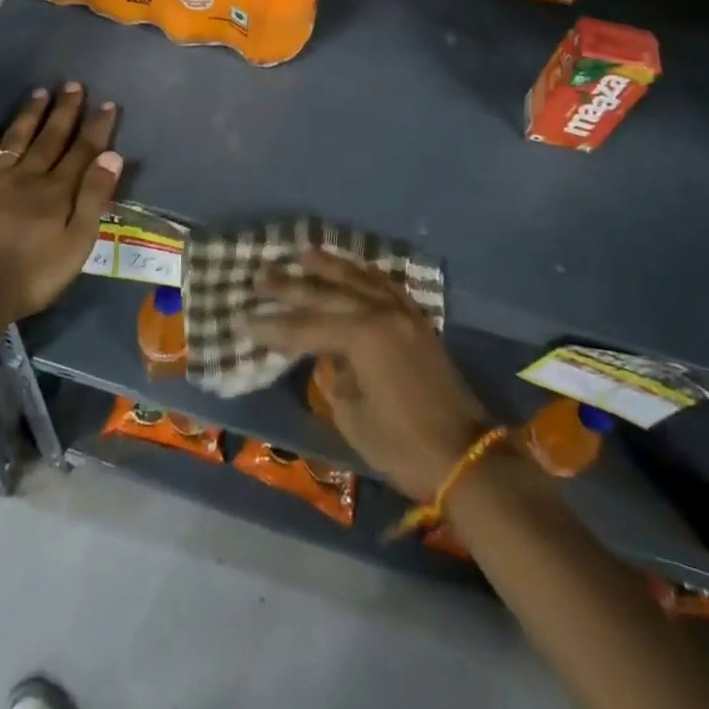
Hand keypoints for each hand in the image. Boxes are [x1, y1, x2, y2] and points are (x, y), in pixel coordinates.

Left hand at [0, 84, 122, 321]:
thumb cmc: (35, 274)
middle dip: (64, 111)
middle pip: (50, 138)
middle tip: (72, 84)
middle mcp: (28, 177)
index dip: (96, 127)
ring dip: (29, 116)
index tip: (107, 103)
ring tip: (39, 92)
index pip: (82, 151)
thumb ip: (95, 197)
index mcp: (58, 191)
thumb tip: (112, 155)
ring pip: (16, 141)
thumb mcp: (78, 242)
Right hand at [245, 250, 489, 500]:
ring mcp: (403, 314)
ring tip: (304, 252)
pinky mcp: (417, 322)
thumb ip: (335, 378)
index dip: (272, 327)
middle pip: (328, 294)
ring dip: (329, 266)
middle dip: (291, 286)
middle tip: (261, 275)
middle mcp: (380, 314)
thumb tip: (331, 357)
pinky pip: (387, 286)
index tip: (244, 319)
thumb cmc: (403, 445)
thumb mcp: (353, 418)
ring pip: (359, 279)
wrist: (464, 456)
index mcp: (361, 337)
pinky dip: (366, 274)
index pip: (304, 327)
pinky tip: (354, 267)